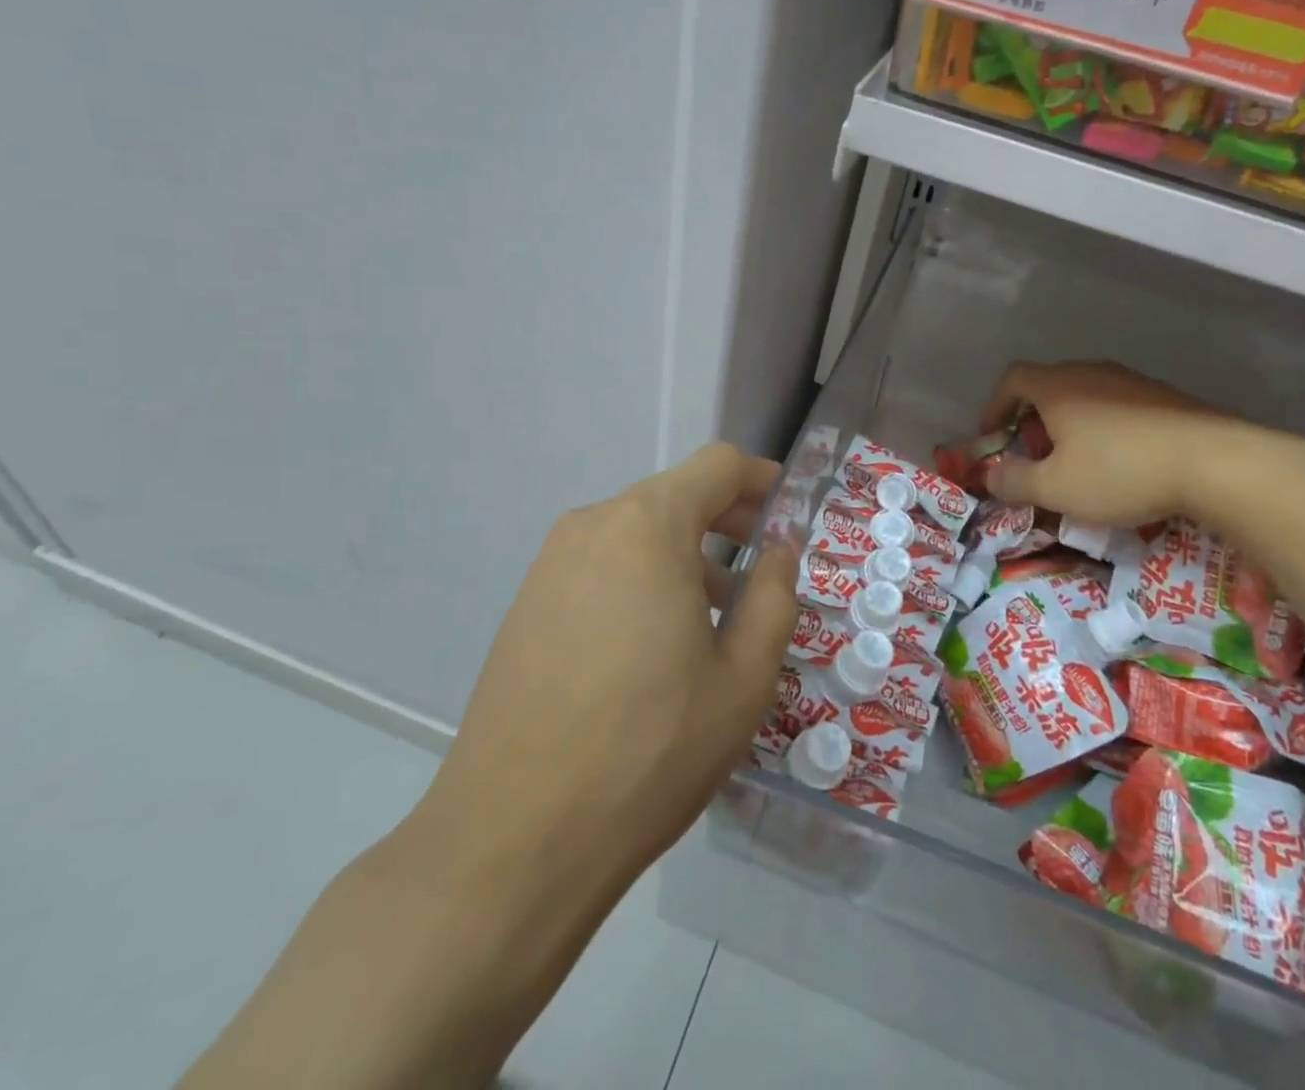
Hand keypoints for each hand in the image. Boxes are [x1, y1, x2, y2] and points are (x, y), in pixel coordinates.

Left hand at [417, 444, 799, 884]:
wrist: (514, 839)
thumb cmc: (651, 749)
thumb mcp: (743, 676)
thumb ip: (774, 595)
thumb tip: (778, 549)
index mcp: (647, 526)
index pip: (717, 466)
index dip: (761, 479)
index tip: (789, 513)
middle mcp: (592, 526)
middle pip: (674, 495)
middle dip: (726, 521)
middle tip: (761, 570)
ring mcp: (550, 565)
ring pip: (636, 532)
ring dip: (684, 554)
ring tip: (712, 617)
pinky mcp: (526, 604)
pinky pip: (600, 566)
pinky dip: (641, 578)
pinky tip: (653, 645)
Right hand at [980, 360, 1266, 527]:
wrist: (1215, 462)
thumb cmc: (1121, 471)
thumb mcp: (1056, 488)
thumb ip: (1014, 482)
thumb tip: (989, 475)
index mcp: (1058, 387)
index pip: (1012, 379)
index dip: (994, 406)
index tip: (993, 436)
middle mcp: (1091, 373)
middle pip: (1048, 385)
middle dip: (1032, 419)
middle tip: (1034, 455)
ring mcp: (1131, 381)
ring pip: (1084, 395)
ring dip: (1069, 424)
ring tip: (1077, 461)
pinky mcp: (1164, 396)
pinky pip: (1117, 405)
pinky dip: (1103, 427)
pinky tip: (1120, 461)